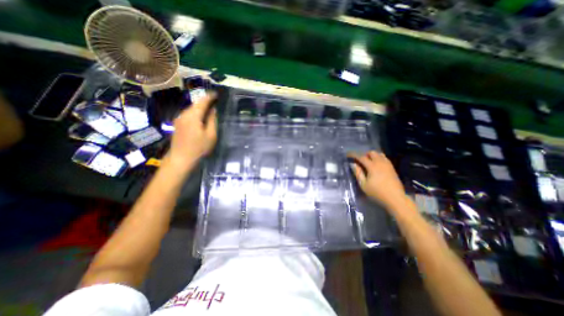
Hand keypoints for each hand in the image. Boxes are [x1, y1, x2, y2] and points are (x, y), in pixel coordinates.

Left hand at [166, 93, 215, 168]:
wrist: (181, 158)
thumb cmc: (199, 147)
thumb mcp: (210, 135)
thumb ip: (212, 120)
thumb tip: (213, 110)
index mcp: (193, 116)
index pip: (202, 102)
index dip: (209, 97)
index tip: (216, 94)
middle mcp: (184, 114)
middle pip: (195, 104)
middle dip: (205, 101)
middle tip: (214, 100)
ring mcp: (179, 119)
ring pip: (191, 109)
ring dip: (200, 107)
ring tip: (209, 107)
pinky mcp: (178, 124)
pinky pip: (188, 114)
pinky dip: (195, 112)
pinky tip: (200, 116)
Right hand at [348, 151, 405, 209]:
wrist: (395, 198)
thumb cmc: (377, 193)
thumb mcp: (364, 185)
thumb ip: (358, 173)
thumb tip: (353, 164)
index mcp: (372, 166)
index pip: (361, 157)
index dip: (354, 155)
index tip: (348, 154)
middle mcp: (380, 163)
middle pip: (371, 153)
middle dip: (364, 154)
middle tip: (360, 161)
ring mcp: (387, 165)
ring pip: (379, 154)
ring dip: (372, 156)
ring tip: (368, 163)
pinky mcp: (392, 168)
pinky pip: (384, 158)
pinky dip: (379, 158)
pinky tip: (376, 166)